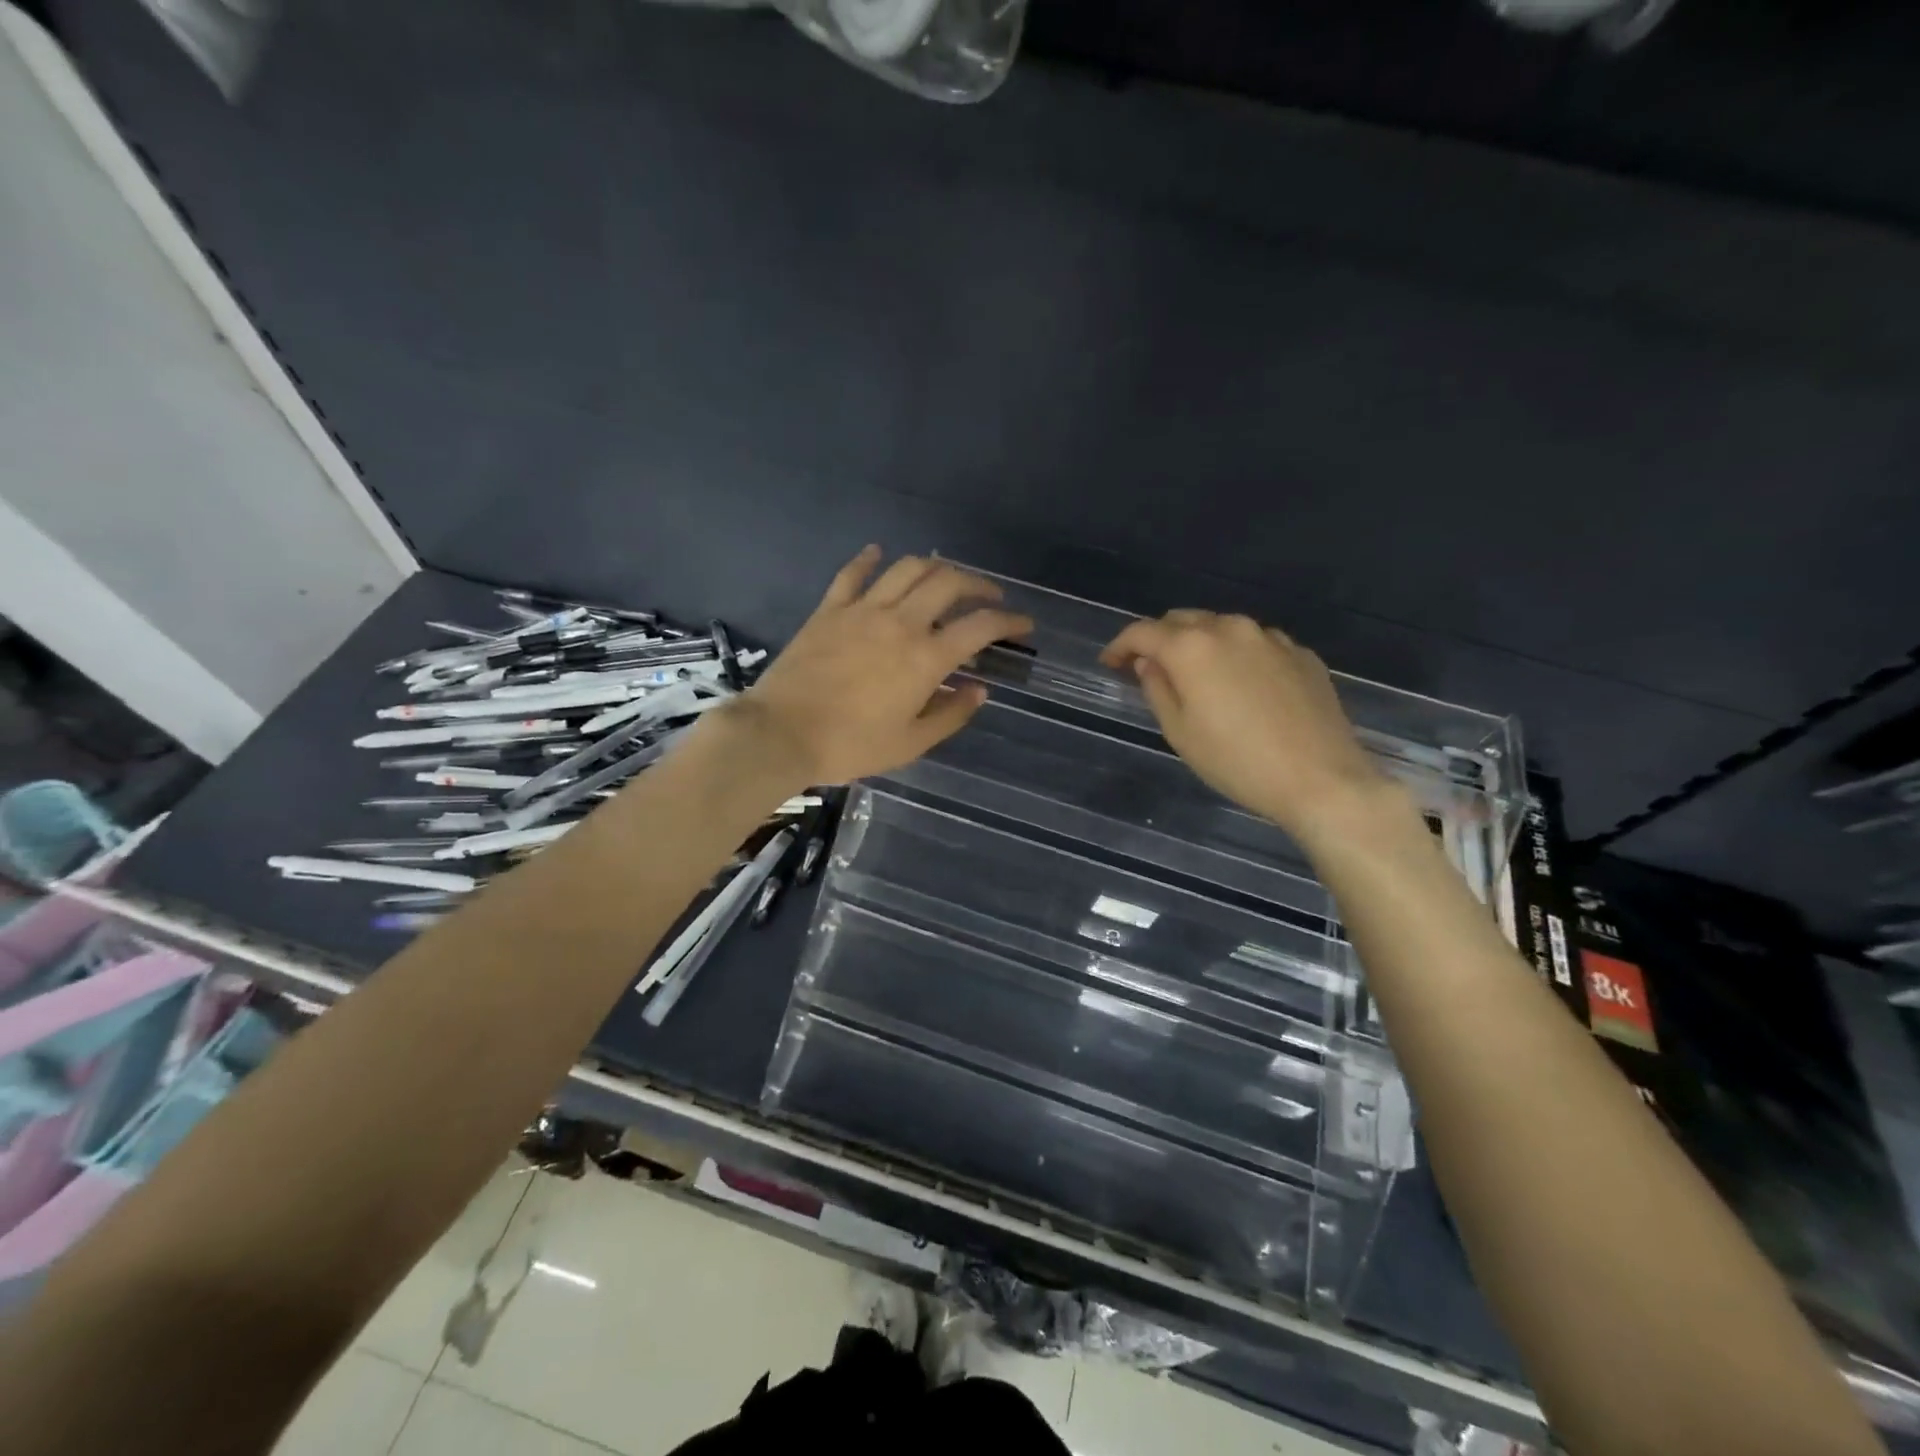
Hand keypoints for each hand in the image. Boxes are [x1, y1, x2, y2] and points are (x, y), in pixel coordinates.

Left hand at [726, 547, 1032, 787]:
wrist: (782, 734)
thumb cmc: (851, 746)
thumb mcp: (911, 743)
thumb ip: (951, 714)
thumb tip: (979, 689)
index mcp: (926, 658)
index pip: (980, 626)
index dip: (1009, 621)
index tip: (1023, 625)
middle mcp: (900, 623)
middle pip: (948, 582)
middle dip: (978, 584)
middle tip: (988, 597)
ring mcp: (862, 610)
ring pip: (907, 568)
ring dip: (934, 566)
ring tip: (945, 578)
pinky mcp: (830, 609)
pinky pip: (853, 573)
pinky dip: (869, 559)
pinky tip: (878, 553)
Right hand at [1100, 610, 1393, 843]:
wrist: (1321, 778)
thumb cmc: (1237, 762)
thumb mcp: (1180, 732)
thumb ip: (1157, 688)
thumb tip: (1149, 663)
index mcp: (1192, 647)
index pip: (1142, 632)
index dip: (1120, 645)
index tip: (1110, 664)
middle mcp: (1230, 628)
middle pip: (1182, 620)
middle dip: (1159, 639)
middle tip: (1149, 667)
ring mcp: (1271, 637)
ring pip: (1222, 627)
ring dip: (1200, 644)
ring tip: (1197, 676)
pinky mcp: (1301, 653)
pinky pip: (1256, 643)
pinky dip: (1237, 655)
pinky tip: (1241, 686)